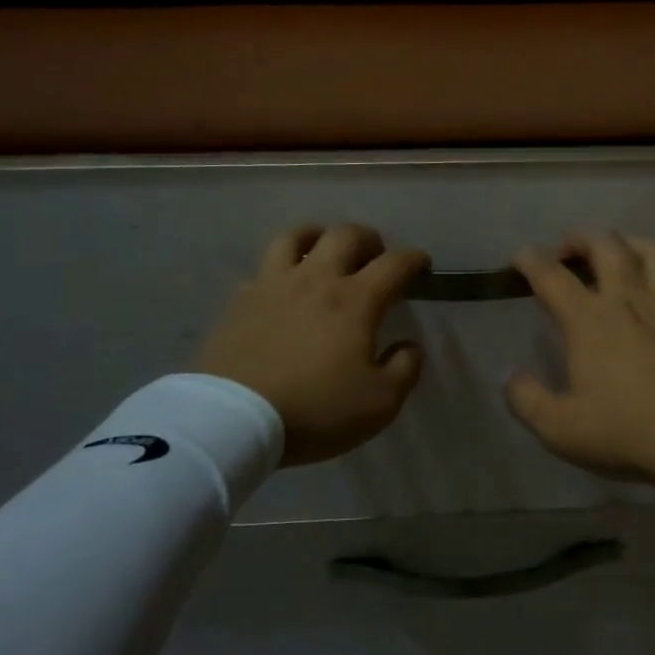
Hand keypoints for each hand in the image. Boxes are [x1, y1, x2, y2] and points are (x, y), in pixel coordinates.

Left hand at [194, 224, 428, 465]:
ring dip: (317, 236)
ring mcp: (273, 285)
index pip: (394, 264)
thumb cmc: (315, 410)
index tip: (421, 263)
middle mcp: (316, 280)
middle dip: (368, 238)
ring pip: (296, 237)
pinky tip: (281, 287)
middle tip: (375, 253)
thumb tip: (409, 346)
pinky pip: (263, 269)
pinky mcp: (240, 301)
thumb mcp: (379, 403)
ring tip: (323, 249)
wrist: (233, 419)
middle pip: (345, 235)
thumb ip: (404, 369)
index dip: (413, 258)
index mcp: (356, 300)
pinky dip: (280, 269)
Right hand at [504, 231, 654, 497]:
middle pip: (606, 245)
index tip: (519, 259)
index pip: (551, 275)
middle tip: (568, 250)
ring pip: (652, 251)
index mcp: (588, 320)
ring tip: (618, 253)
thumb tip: (508, 375)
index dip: (530, 260)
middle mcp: (627, 300)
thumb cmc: (624, 430)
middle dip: (581, 238)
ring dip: (630, 243)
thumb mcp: (559, 428)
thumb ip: (526, 399)